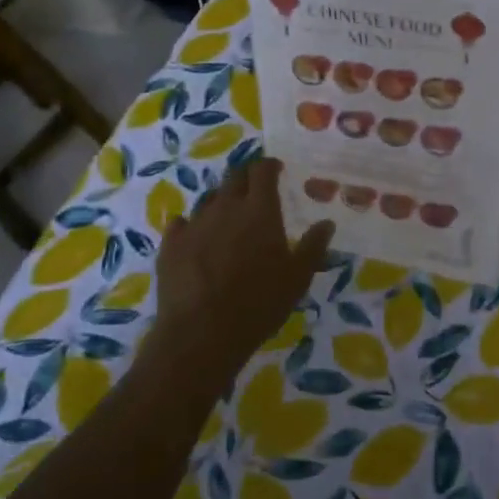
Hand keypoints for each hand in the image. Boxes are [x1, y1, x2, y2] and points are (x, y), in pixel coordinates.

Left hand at [145, 159, 335, 385]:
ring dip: (220, 203)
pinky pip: (181, 223)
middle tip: (253, 191)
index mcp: (259, 210)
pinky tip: (195, 239)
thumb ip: (313, 247)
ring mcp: (195, 223)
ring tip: (227, 220)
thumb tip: (327, 223)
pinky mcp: (171, 244)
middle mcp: (226, 207)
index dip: (269, 166)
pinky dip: (191, 226)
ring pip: (208, 199)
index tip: (275, 169)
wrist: (201, 333)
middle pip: (234, 177)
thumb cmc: (258, 304)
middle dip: (245, 178)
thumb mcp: (297, 278)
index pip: (262, 171)